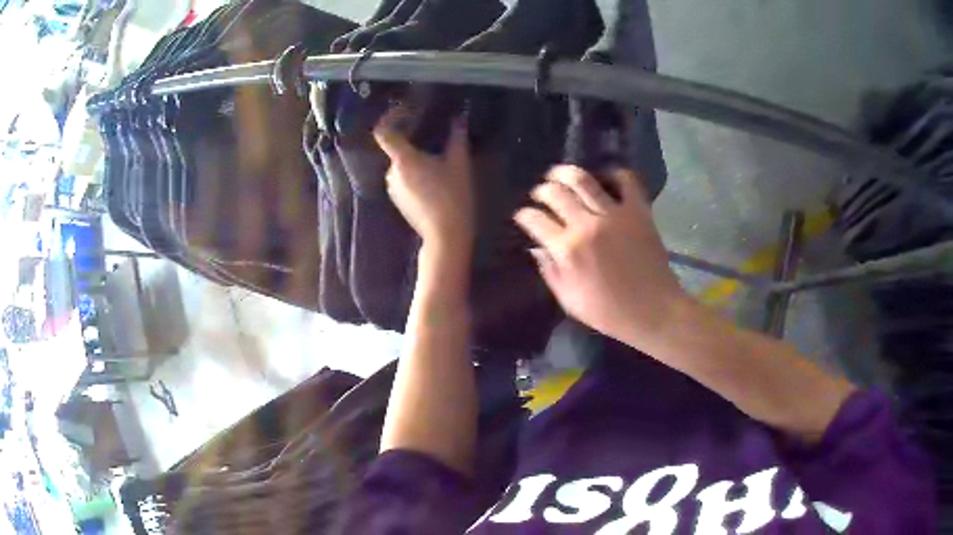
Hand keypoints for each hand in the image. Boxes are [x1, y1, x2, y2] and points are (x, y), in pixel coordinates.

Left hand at [373, 108, 473, 251]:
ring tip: (437, 155)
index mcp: (402, 160)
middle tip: (433, 131)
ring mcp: (393, 188)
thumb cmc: (452, 197)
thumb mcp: (459, 164)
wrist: (446, 236)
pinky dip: (414, 170)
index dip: (390, 117)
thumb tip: (459, 117)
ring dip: (415, 155)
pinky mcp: (399, 200)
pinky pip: (403, 177)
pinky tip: (434, 176)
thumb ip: (457, 137)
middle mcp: (391, 172)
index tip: (407, 111)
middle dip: (412, 137)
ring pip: (400, 163)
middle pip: (395, 146)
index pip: (383, 132)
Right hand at [514, 165, 690, 349]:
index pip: (535, 220)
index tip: (523, 215)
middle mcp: (587, 225)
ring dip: (565, 173)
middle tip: (540, 194)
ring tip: (559, 174)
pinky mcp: (638, 210)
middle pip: (555, 193)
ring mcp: (614, 214)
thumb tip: (537, 248)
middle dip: (541, 191)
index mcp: (567, 249)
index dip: (524, 215)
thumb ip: (550, 272)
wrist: (653, 310)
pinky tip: (605, 180)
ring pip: (583, 180)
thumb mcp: (569, 300)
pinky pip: (626, 180)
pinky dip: (614, 174)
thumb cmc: (609, 312)